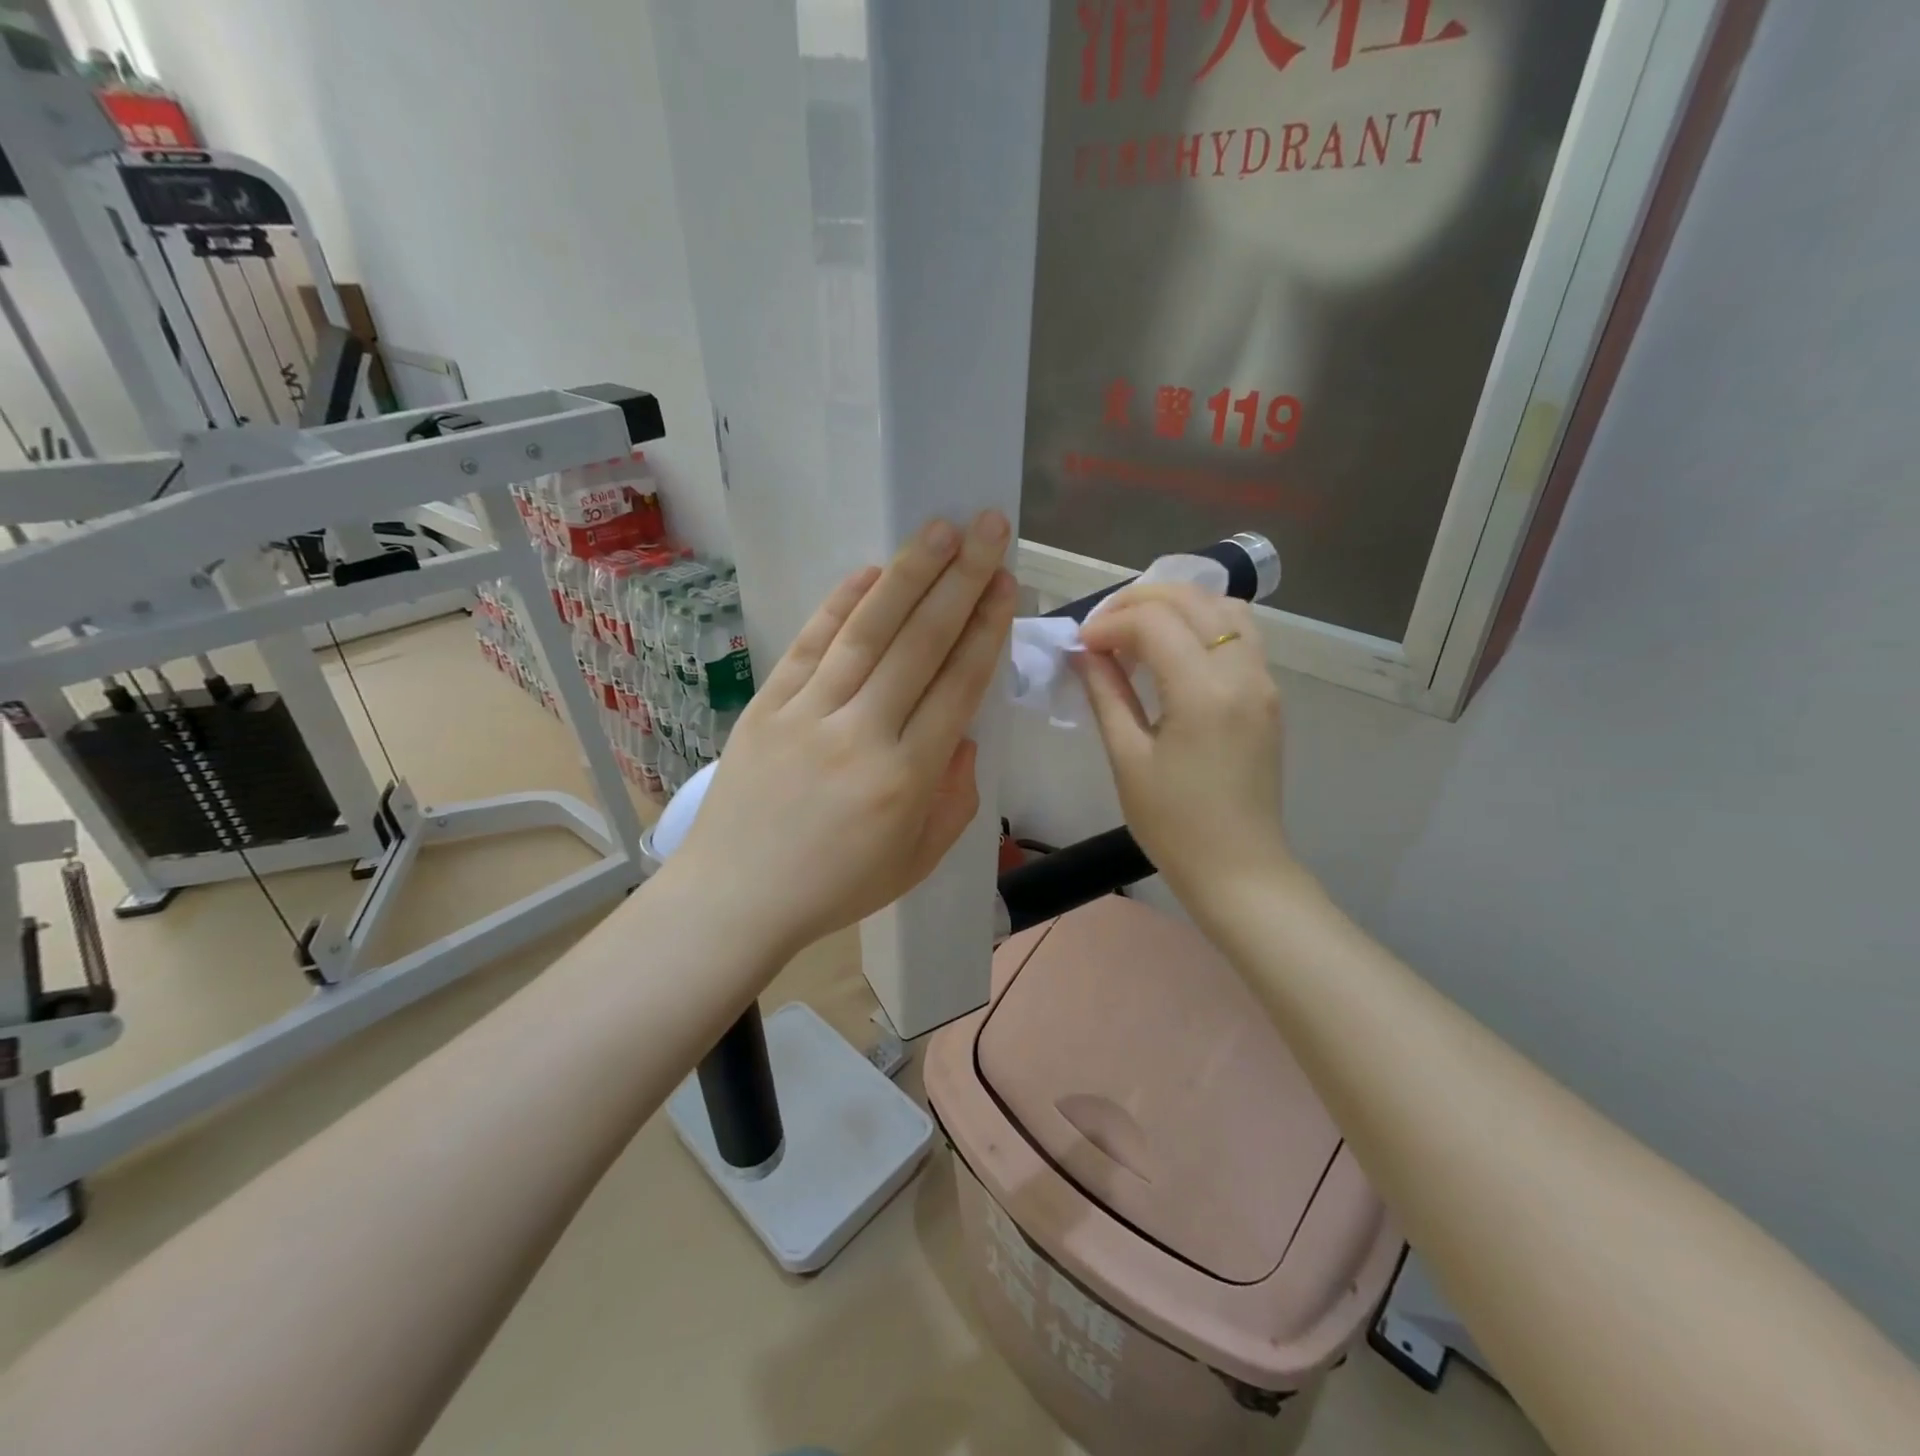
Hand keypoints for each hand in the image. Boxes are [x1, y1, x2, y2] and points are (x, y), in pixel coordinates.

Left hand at [669, 512, 1016, 960]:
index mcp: (906, 778)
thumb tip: (962, 736)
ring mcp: (809, 714)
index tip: (1005, 584)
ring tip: (940, 530)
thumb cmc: (834, 887)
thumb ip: (954, 797)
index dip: (985, 630)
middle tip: (988, 529)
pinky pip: (810, 645)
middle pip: (920, 644)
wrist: (735, 897)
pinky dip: (839, 604)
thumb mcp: (916, 860)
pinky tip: (869, 572)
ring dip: (907, 576)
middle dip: (961, 581)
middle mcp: (862, 734)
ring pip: (867, 632)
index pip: (957, 686)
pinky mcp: (768, 705)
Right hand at [1074, 583, 1292, 919]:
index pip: (1153, 622)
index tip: (1080, 645)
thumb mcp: (1128, 758)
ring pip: (1223, 607)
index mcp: (1203, 692)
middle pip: (1192, 600)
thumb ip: (1106, 694)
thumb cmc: (1174, 824)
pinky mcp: (1268, 694)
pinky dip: (1203, 623)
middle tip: (1101, 628)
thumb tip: (1084, 652)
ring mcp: (1262, 681)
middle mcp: (1241, 672)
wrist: (1238, 868)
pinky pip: (1239, 634)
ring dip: (1176, 605)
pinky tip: (1173, 648)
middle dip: (1139, 601)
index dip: (1109, 624)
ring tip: (1137, 630)